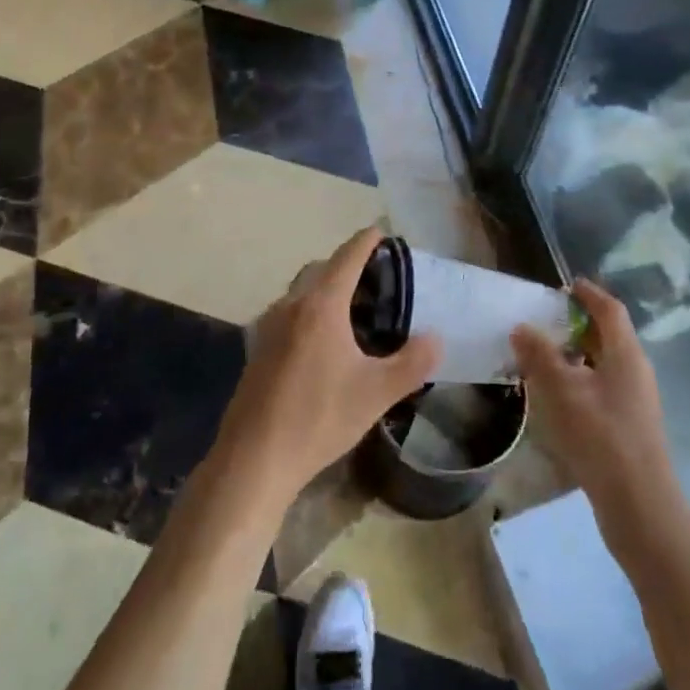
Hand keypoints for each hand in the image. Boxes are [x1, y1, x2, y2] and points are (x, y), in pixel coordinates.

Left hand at [213, 228, 441, 517]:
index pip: (347, 257)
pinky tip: (323, 342)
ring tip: (353, 309)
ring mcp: (268, 325)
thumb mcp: (376, 393)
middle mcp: (291, 305)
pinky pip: (288, 312)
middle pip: (321, 269)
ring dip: (325, 288)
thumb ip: (412, 363)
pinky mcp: (258, 348)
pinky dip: (309, 310)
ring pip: (301, 291)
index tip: (383, 231)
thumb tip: (436, 338)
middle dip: (347, 264)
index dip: (367, 241)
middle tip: (376, 277)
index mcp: (321, 305)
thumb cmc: (319, 418)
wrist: (254, 457)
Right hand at [512, 280, 677, 548]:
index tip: (565, 285)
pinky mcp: (629, 425)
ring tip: (544, 355)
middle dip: (578, 323)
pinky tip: (558, 394)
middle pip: (609, 335)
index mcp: (626, 354)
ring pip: (605, 363)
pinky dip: (581, 378)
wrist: (639, 505)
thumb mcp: (562, 390)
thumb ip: (540, 355)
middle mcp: (636, 370)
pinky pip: (603, 386)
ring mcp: (636, 400)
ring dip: (577, 353)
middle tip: (545, 319)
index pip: (610, 309)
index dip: (588, 293)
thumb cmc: (601, 436)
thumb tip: (521, 327)